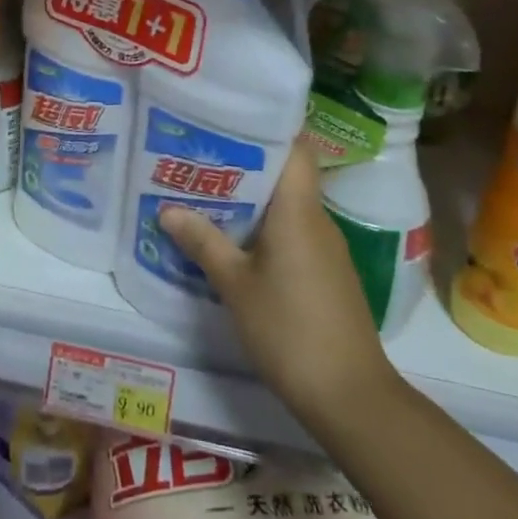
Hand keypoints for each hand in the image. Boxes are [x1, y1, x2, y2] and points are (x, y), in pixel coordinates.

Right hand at [158, 141, 398, 429]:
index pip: (295, 148)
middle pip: (285, 175)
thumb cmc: (289, 329)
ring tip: (207, 195)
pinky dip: (265, 228)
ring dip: (252, 200)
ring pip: (287, 206)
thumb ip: (203, 242)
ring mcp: (326, 248)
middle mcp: (317, 219)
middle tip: (199, 159)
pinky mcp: (327, 273)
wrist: (349, 396)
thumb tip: (167, 210)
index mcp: (298, 210)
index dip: (266, 129)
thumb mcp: (235, 285)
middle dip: (244, 165)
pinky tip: (234, 241)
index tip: (227, 122)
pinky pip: (293, 233)